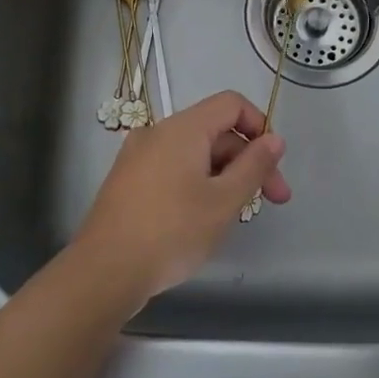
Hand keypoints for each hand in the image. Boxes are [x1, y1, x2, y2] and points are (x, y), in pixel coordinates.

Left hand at [74, 91, 290, 304]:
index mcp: (183, 128)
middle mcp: (158, 133)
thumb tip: (274, 139)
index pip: (232, 104)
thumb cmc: (172, 232)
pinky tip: (203, 218)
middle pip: (215, 131)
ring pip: (194, 153)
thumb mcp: (224, 201)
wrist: (104, 273)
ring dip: (224, 175)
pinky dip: (197, 183)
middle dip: (247, 161)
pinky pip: (173, 169)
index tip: (273, 164)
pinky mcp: (128, 182)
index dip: (259, 126)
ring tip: (236, 215)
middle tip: (272, 201)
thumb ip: (254, 166)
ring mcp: (138, 157)